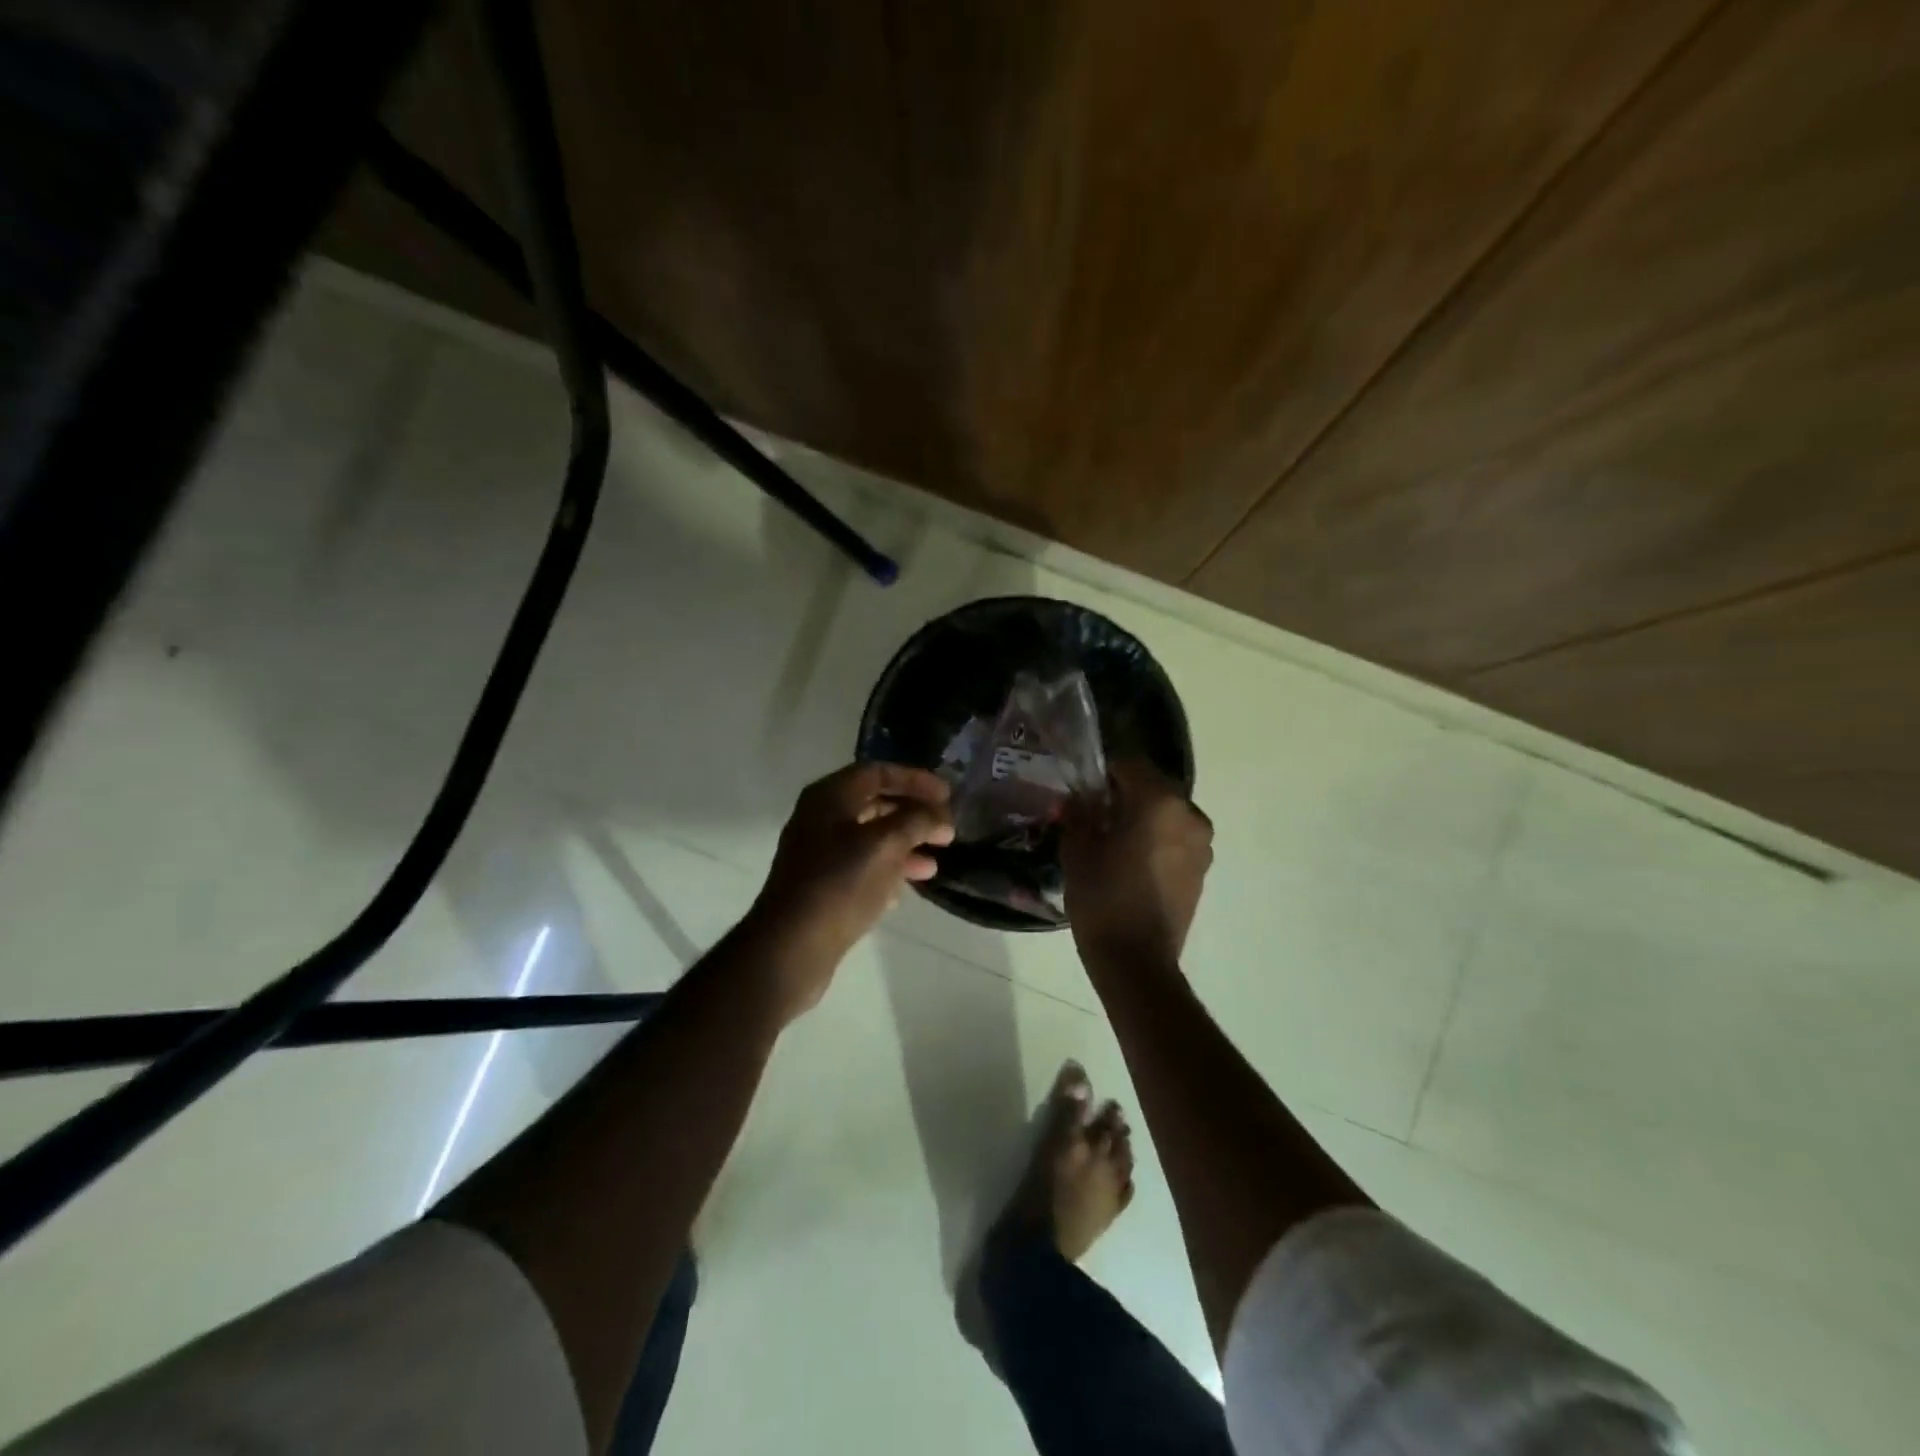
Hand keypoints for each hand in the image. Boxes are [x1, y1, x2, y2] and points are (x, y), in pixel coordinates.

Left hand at [744, 762, 954, 1018]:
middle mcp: (820, 818)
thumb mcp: (885, 844)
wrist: (791, 947)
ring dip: (905, 845)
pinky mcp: (821, 885)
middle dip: (913, 814)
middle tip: (945, 829)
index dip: (915, 779)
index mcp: (830, 797)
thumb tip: (940, 816)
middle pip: (875, 803)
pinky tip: (907, 888)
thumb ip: (917, 821)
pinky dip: (888, 870)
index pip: (878, 771)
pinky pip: (861, 866)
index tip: (947, 795)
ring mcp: (818, 853)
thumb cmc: (840, 885)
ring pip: (871, 837)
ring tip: (934, 864)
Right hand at [1062, 757, 1212, 968]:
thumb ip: (1078, 815)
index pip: (1130, 764)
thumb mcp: (1078, 851)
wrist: (1137, 961)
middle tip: (1092, 811)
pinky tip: (1129, 859)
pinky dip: (1154, 839)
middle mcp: (1189, 815)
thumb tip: (1075, 799)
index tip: (1083, 786)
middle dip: (1123, 793)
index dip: (1103, 770)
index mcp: (1159, 802)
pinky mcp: (1201, 869)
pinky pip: (1175, 838)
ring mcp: (1201, 844)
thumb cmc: (1103, 898)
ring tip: (1110, 838)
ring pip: (1165, 813)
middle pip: (1152, 787)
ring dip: (1141, 817)